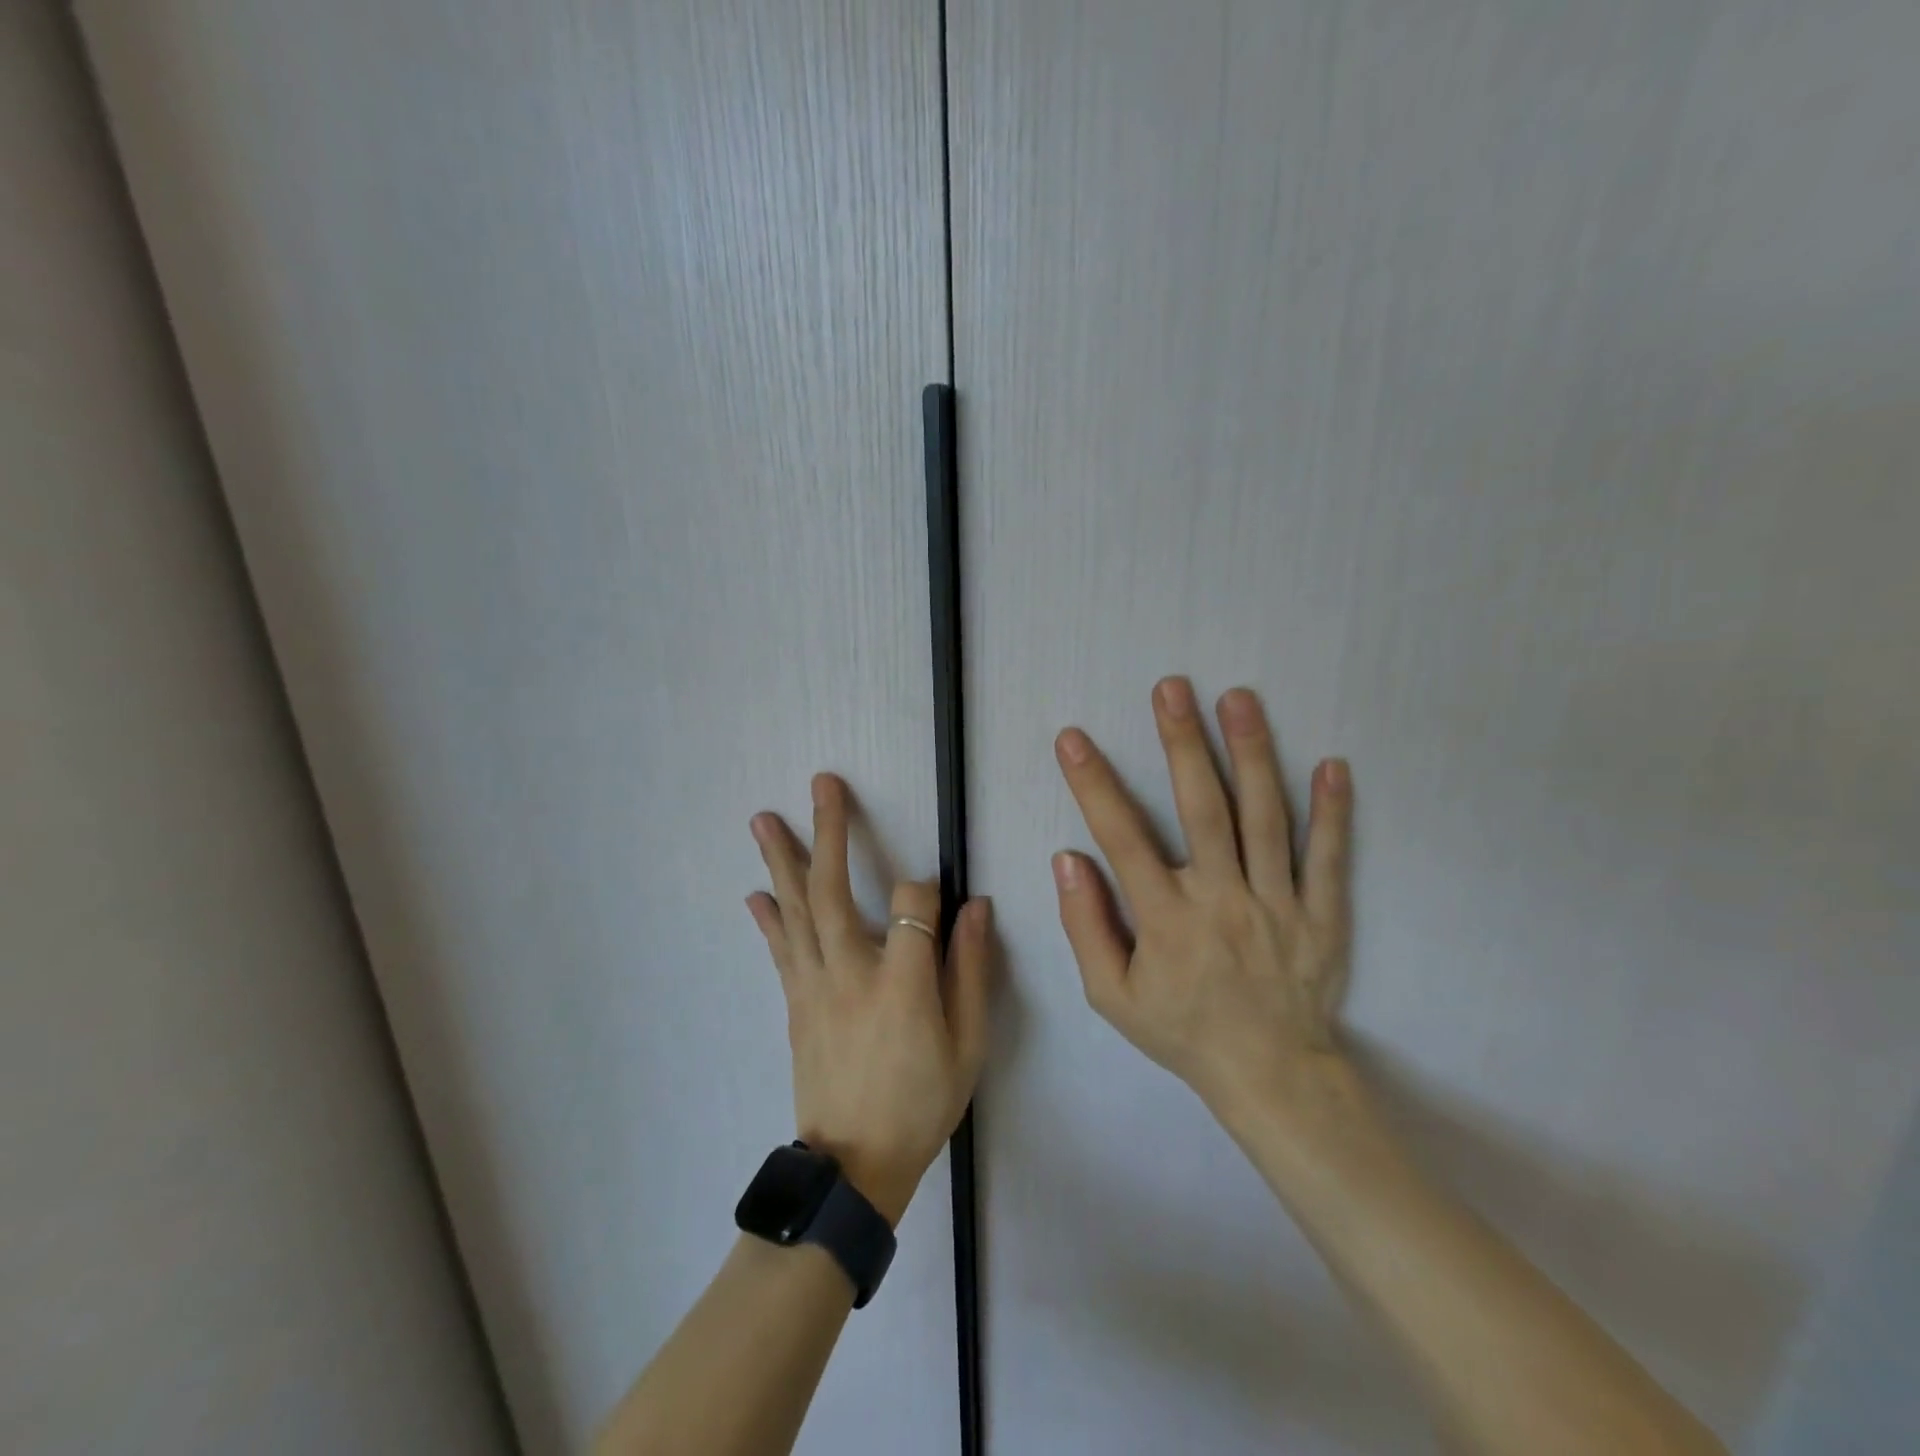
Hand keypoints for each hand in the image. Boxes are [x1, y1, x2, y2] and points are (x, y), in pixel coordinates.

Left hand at [747, 773, 991, 1225]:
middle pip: (832, 890)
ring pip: (795, 910)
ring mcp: (814, 986)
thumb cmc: (922, 1103)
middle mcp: (850, 972)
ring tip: (764, 819)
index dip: (928, 888)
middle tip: (823, 784)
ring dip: (781, 860)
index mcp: (902, 984)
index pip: (914, 905)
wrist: (854, 1167)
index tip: (938, 893)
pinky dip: (768, 917)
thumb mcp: (968, 1045)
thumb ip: (972, 971)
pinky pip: (780, 949)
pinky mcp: (795, 1002)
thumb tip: (977, 908)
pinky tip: (756, 892)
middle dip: (829, 831)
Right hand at [1051, 677, 1353, 1120]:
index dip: (1094, 785)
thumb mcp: (1112, 996)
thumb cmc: (1183, 1031)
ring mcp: (1279, 904)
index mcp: (1168, 920)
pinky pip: (1329, 858)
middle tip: (1172, 688)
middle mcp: (1223, 900)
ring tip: (1239, 699)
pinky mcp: (1323, 914)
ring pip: (1265, 819)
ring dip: (1252, 754)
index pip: (1122, 838)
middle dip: (1183, 744)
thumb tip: (1068, 859)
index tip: (1073, 739)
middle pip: (1202, 810)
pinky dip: (1333, 811)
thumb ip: (1087, 926)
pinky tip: (1333, 764)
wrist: (1272, 1076)